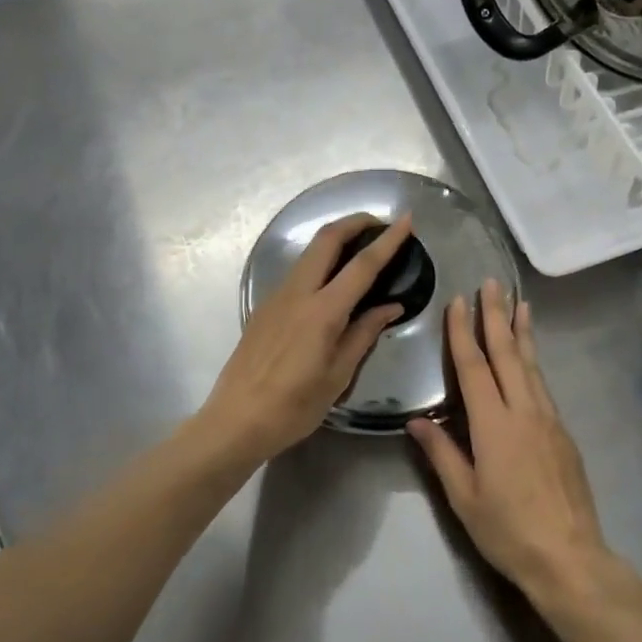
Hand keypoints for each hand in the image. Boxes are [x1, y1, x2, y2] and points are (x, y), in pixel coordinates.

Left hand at [201, 214, 413, 461]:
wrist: (235, 421)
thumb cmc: (293, 406)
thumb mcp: (338, 375)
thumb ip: (364, 334)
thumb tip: (390, 307)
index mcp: (322, 311)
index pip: (362, 265)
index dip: (388, 240)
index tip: (406, 221)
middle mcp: (298, 293)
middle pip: (327, 238)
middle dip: (355, 222)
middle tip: (380, 224)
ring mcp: (277, 297)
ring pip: (309, 252)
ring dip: (336, 239)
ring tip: (361, 248)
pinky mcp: (265, 307)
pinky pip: (298, 271)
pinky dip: (321, 262)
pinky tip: (333, 281)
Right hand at [409, 279, 614, 607]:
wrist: (569, 556)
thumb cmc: (508, 530)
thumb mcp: (464, 498)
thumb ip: (441, 455)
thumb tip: (416, 421)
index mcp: (494, 425)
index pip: (474, 368)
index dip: (463, 333)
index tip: (458, 301)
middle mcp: (524, 411)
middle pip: (507, 354)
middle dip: (497, 316)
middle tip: (492, 283)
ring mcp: (548, 420)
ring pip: (531, 365)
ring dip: (522, 332)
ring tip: (520, 304)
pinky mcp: (563, 433)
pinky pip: (543, 386)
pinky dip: (534, 362)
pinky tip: (531, 358)